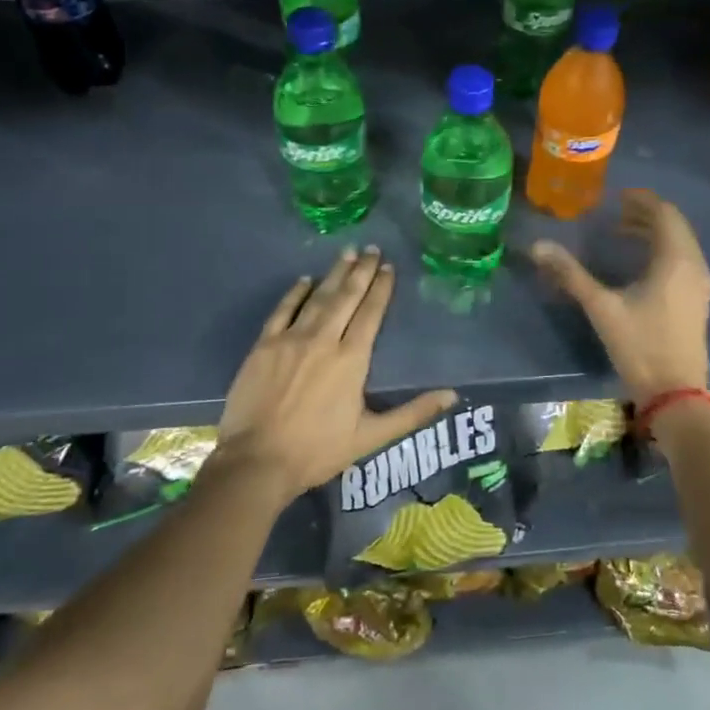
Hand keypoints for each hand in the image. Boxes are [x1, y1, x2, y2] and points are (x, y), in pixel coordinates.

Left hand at [212, 246, 456, 498]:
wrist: (257, 461)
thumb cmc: (318, 451)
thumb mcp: (372, 436)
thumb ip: (413, 413)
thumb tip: (452, 395)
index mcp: (352, 359)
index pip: (371, 313)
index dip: (381, 288)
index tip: (389, 267)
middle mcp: (324, 339)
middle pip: (346, 297)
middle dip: (361, 271)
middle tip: (372, 249)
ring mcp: (291, 339)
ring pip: (318, 297)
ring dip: (334, 274)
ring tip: (347, 252)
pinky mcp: (264, 345)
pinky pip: (282, 310)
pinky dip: (295, 293)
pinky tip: (304, 280)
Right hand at [530, 189, 709, 409]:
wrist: (674, 394)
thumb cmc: (640, 346)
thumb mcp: (601, 307)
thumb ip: (570, 274)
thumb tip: (538, 246)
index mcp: (676, 259)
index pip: (664, 213)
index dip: (642, 200)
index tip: (616, 196)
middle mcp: (694, 265)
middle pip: (674, 225)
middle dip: (646, 214)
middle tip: (615, 212)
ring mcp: (700, 284)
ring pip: (680, 243)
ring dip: (654, 232)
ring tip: (622, 232)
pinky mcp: (697, 299)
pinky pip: (682, 259)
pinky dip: (662, 249)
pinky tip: (638, 263)